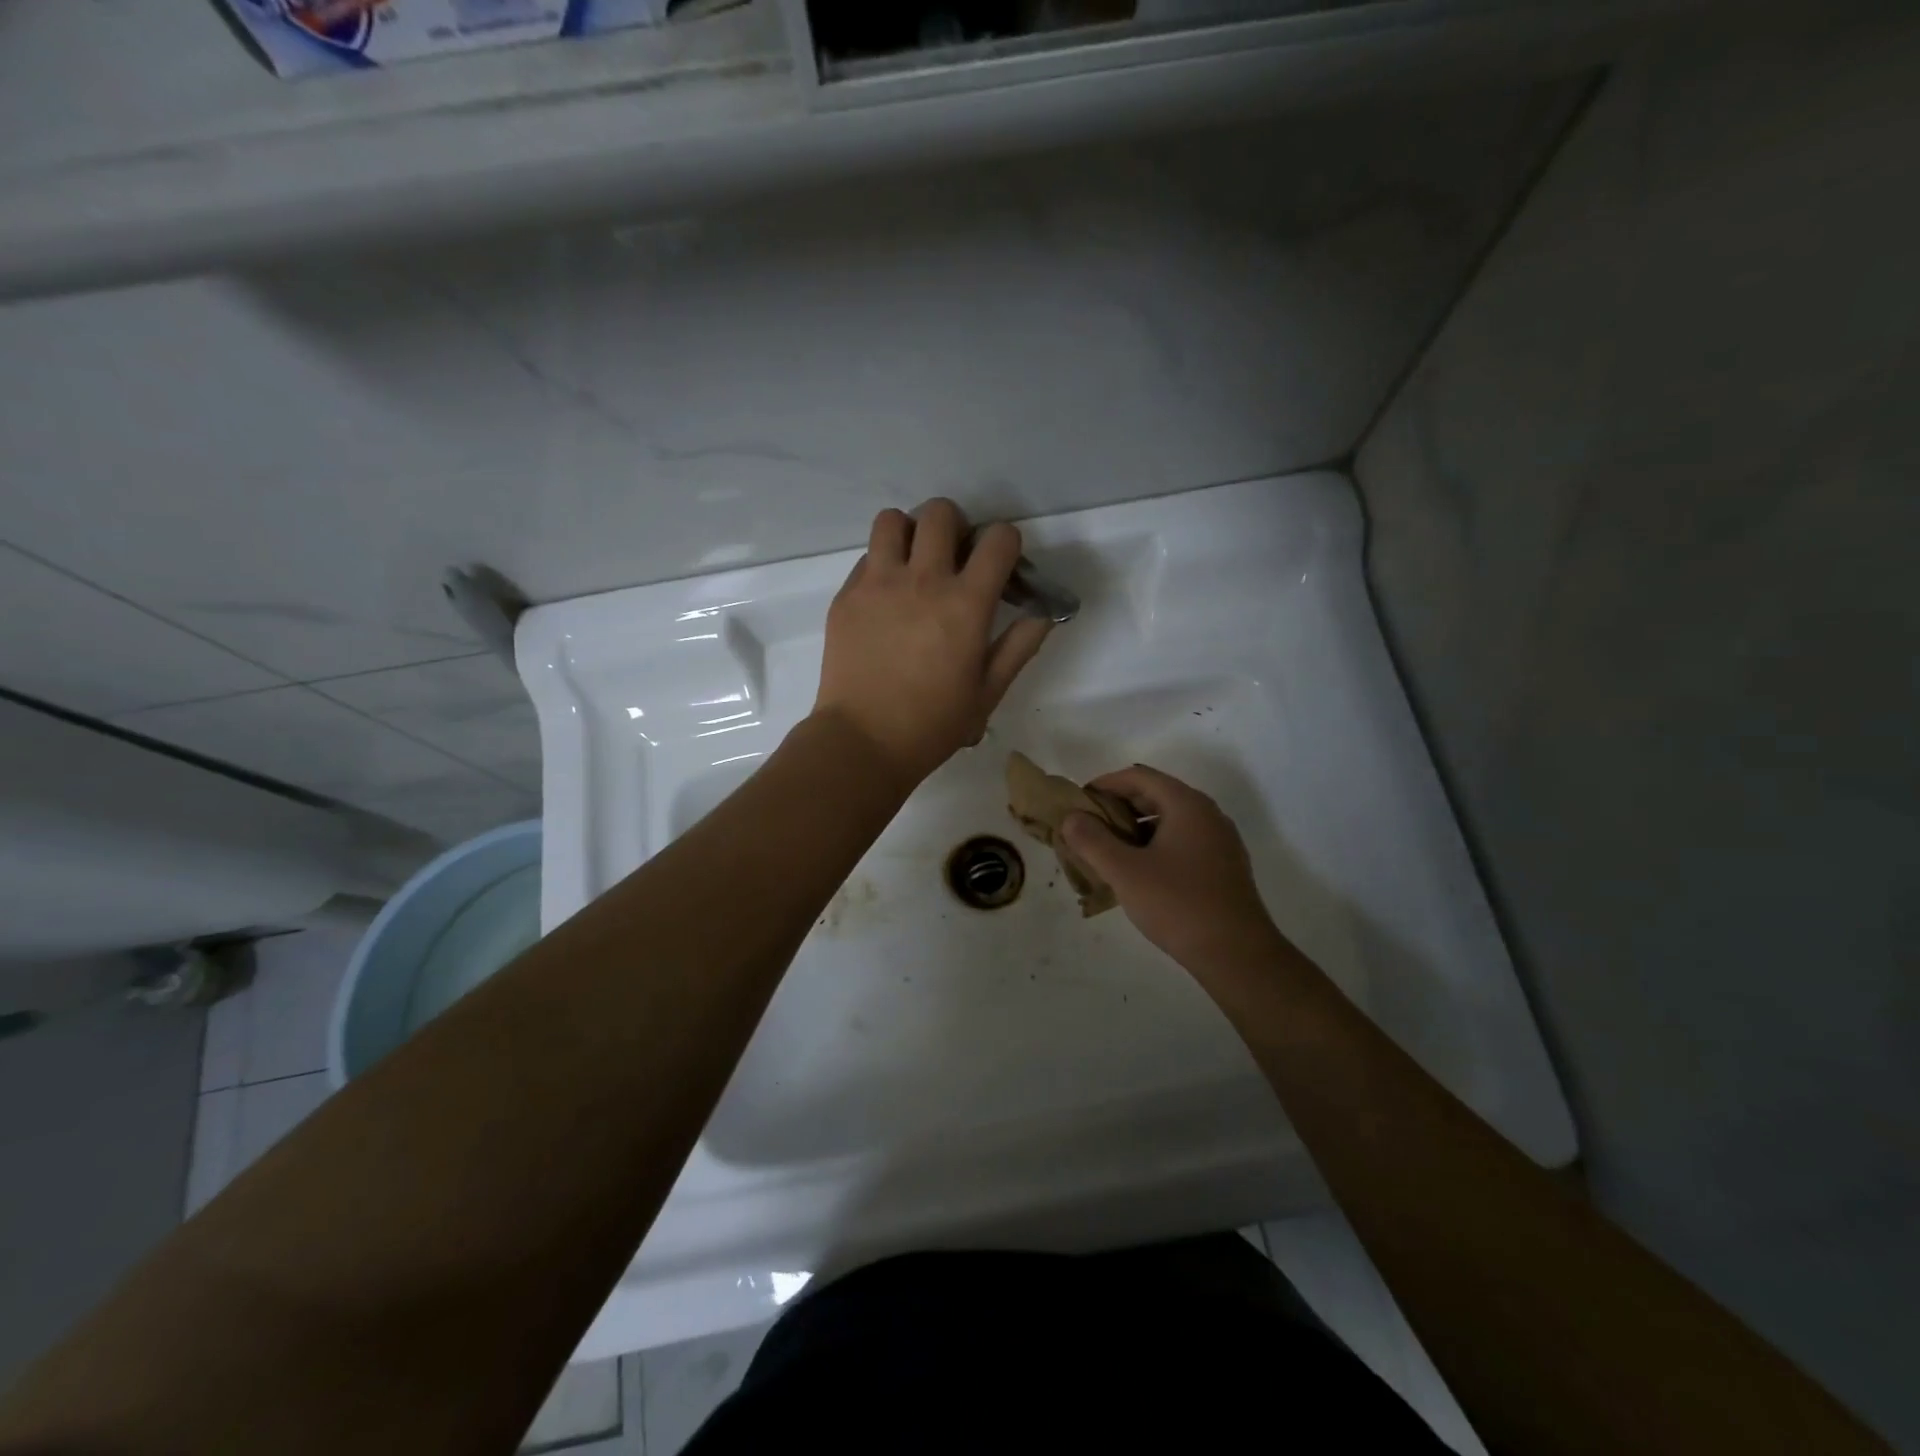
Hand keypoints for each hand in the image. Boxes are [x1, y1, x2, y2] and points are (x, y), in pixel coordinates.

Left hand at [814, 498, 1050, 784]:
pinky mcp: (847, 597)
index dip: (1006, 543)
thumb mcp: (988, 692)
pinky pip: (866, 557)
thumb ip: (1019, 647)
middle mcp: (923, 581)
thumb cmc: (933, 724)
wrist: (863, 741)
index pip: (998, 538)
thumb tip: (1042, 614)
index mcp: (966, 604)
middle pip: (941, 513)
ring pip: (893, 521)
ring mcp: (878, 584)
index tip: (1001, 565)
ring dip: (910, 533)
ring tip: (913, 564)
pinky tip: (885, 599)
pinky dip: (881, 565)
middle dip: (955, 526)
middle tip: (954, 557)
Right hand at [1061, 765, 1279, 968]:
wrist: (1237, 955)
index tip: (1079, 803)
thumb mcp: (1125, 872)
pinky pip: (1182, 842)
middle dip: (1118, 808)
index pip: (1139, 777)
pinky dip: (1155, 847)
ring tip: (1108, 852)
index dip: (1105, 784)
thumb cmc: (1178, 904)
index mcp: (1187, 805)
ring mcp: (1220, 841)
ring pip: (1169, 821)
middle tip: (1088, 829)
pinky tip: (1139, 874)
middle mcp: (1207, 815)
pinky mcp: (1223, 867)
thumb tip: (1072, 817)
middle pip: (1155, 796)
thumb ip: (1092, 840)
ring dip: (1135, 830)